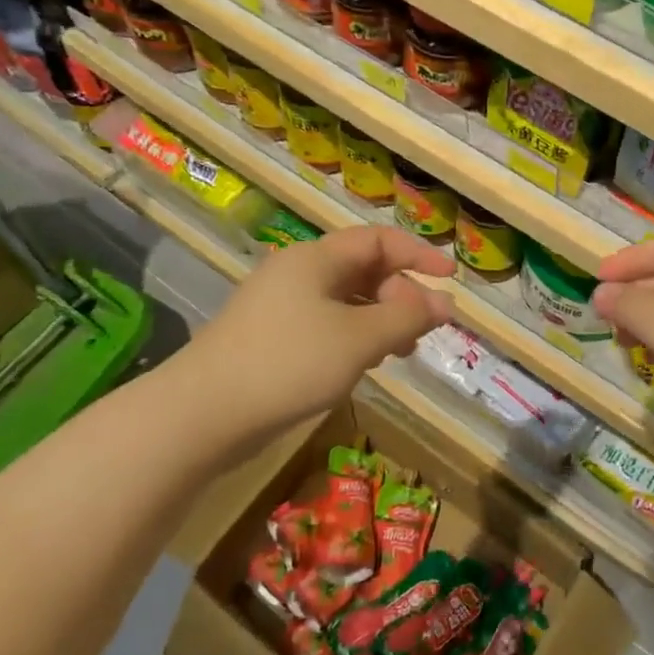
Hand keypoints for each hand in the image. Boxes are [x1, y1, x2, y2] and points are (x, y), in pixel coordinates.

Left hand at [170, 226, 455, 444]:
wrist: (202, 414)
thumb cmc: (289, 363)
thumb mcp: (360, 339)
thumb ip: (406, 317)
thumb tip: (444, 304)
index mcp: (317, 259)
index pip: (379, 240)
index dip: (419, 255)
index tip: (451, 279)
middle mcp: (298, 273)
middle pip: (364, 270)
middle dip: (401, 296)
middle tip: (422, 331)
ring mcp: (281, 306)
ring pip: (347, 300)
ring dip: (381, 319)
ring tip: (399, 352)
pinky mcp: (271, 337)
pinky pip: (327, 324)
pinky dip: (355, 336)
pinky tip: (362, 364)